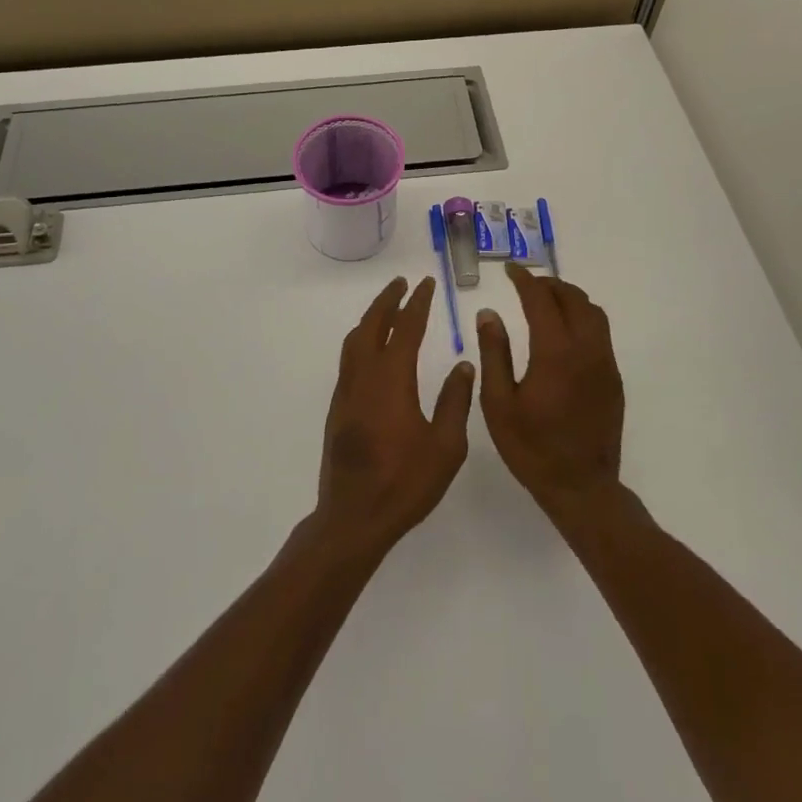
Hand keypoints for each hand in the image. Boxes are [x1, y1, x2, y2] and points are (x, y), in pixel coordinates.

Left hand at [314, 277, 475, 556]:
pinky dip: (362, 340)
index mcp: (392, 379)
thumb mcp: (446, 446)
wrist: (354, 517)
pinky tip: (373, 350)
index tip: (427, 284)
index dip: (418, 303)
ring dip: (372, 318)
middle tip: (403, 284)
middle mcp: (364, 376)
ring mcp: (347, 391)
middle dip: (388, 300)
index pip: (406, 328)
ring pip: (355, 340)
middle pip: (373, 325)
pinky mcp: (338, 407)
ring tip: (388, 309)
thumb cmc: (405, 482)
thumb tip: (463, 364)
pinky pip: (349, 359)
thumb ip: (455, 401)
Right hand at [476, 263, 624, 521]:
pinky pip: (601, 333)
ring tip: (547, 301)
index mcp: (555, 353)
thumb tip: (489, 313)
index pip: (541, 300)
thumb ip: (494, 353)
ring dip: (570, 298)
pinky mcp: (614, 379)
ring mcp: (605, 364)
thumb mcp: (499, 403)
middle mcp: (586, 350)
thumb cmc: (531, 448)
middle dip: (549, 284)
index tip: (510, 270)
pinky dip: (583, 318)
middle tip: (527, 284)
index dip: (524, 280)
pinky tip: (565, 333)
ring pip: (593, 313)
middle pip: (573, 299)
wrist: (581, 488)